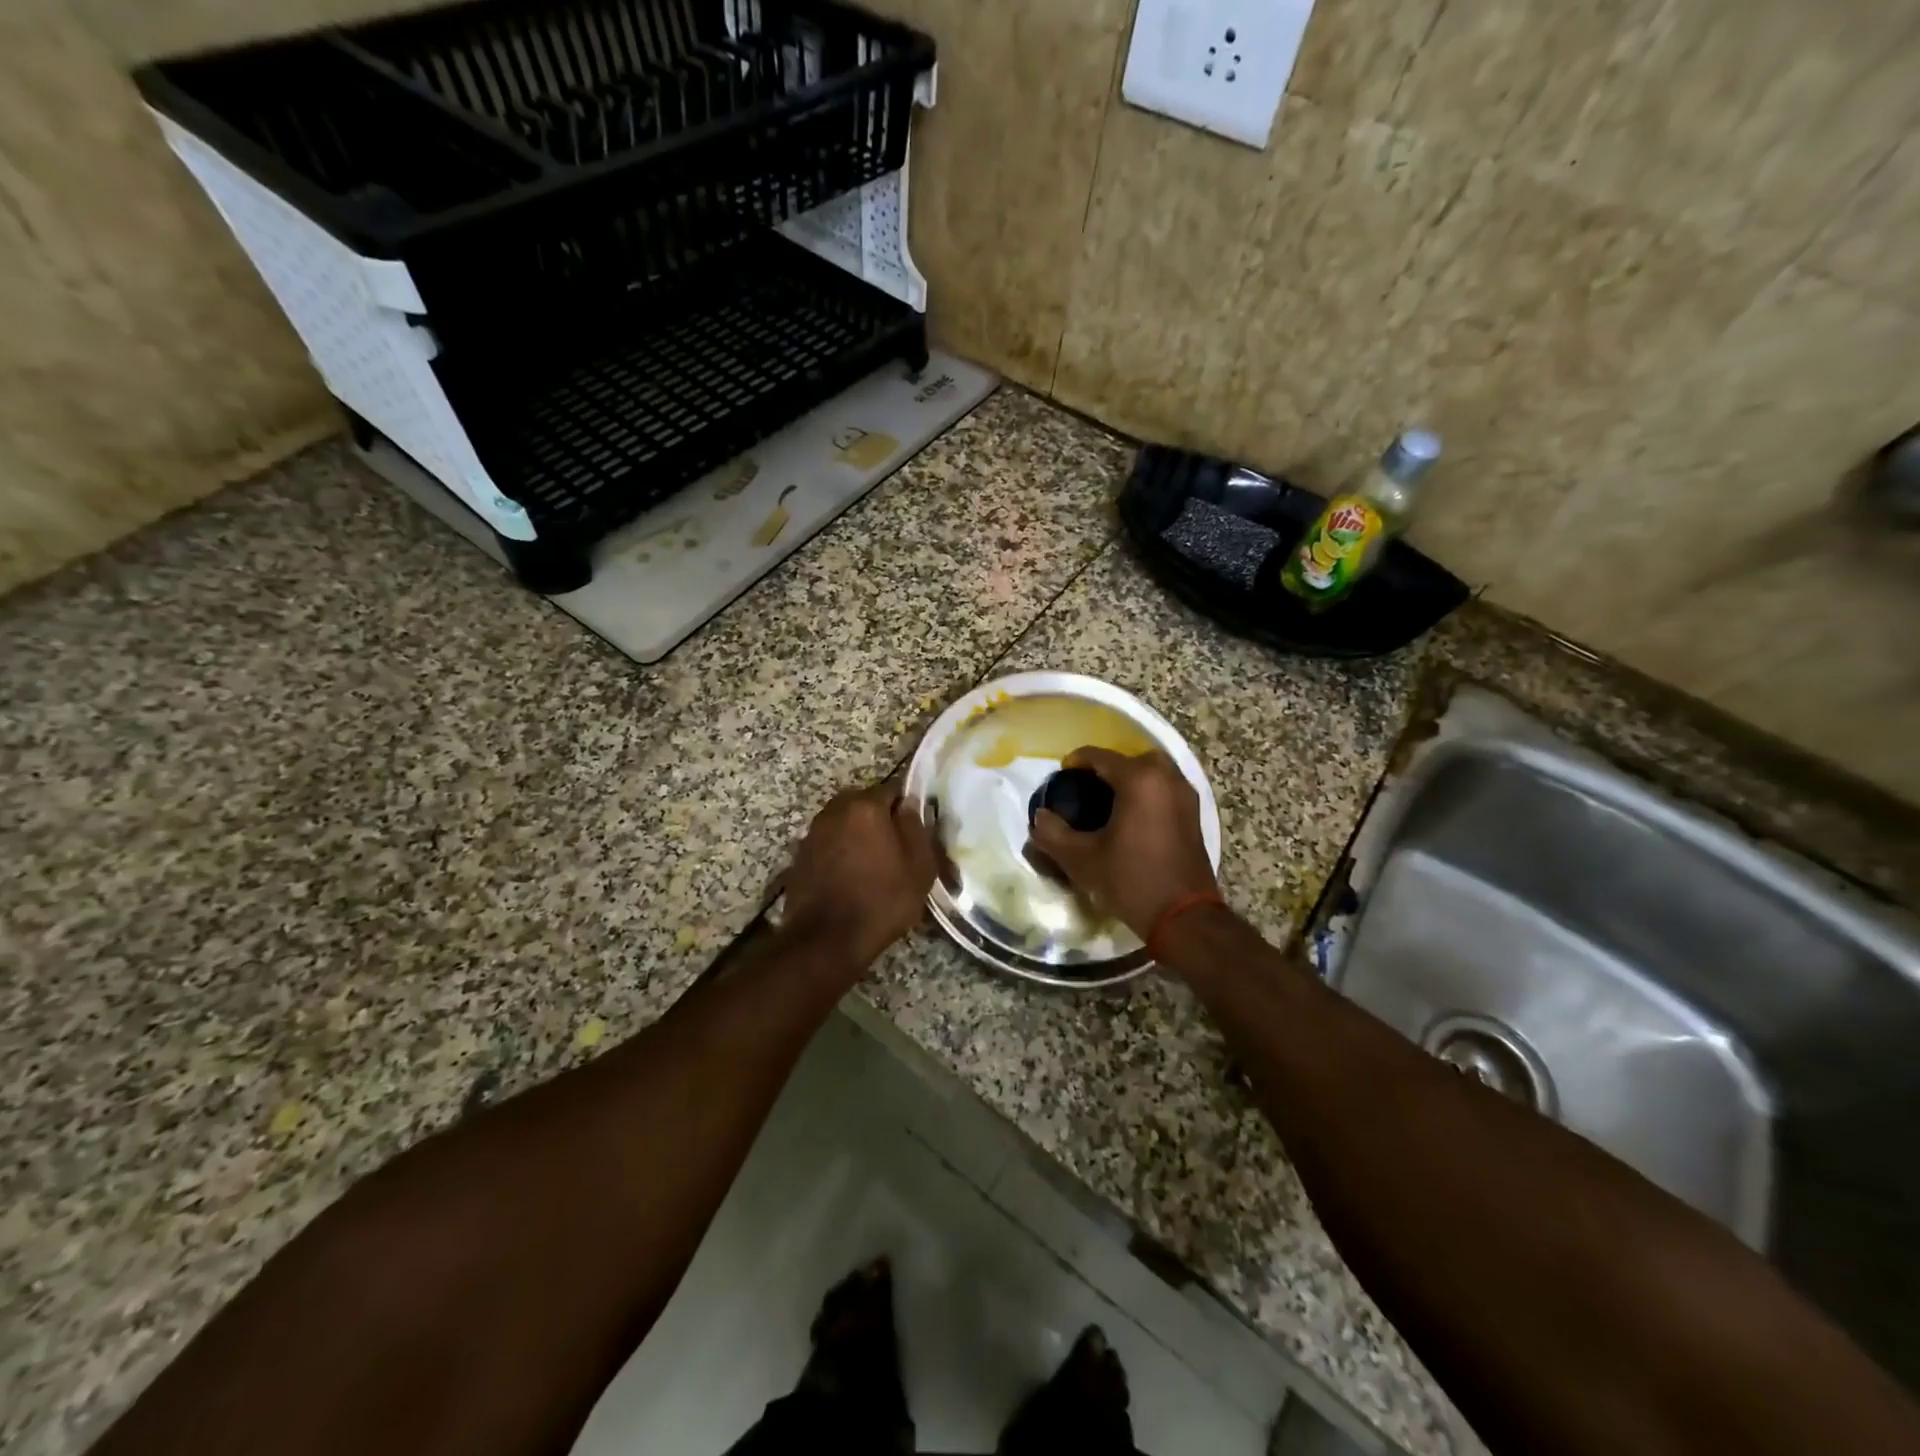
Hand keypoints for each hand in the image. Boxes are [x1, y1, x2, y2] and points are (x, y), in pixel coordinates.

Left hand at [780, 778, 937, 968]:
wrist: (826, 940)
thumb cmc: (881, 900)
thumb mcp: (919, 866)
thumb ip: (916, 827)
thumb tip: (909, 805)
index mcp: (865, 806)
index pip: (894, 789)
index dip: (908, 808)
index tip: (916, 830)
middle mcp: (835, 810)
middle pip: (865, 804)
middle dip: (881, 820)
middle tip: (897, 848)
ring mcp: (813, 832)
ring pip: (845, 824)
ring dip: (858, 836)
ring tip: (874, 865)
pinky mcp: (800, 856)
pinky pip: (829, 844)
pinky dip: (841, 853)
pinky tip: (851, 877)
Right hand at [1028, 747, 1217, 939]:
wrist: (1184, 918)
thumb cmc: (1131, 881)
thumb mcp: (1081, 859)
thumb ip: (1052, 833)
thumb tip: (1040, 817)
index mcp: (1139, 780)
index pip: (1100, 757)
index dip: (1075, 762)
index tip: (1060, 777)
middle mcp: (1167, 779)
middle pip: (1133, 758)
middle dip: (1108, 767)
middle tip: (1088, 787)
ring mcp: (1186, 796)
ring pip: (1154, 772)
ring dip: (1131, 779)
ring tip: (1109, 802)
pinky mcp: (1194, 816)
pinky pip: (1166, 789)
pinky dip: (1148, 793)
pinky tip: (1131, 818)